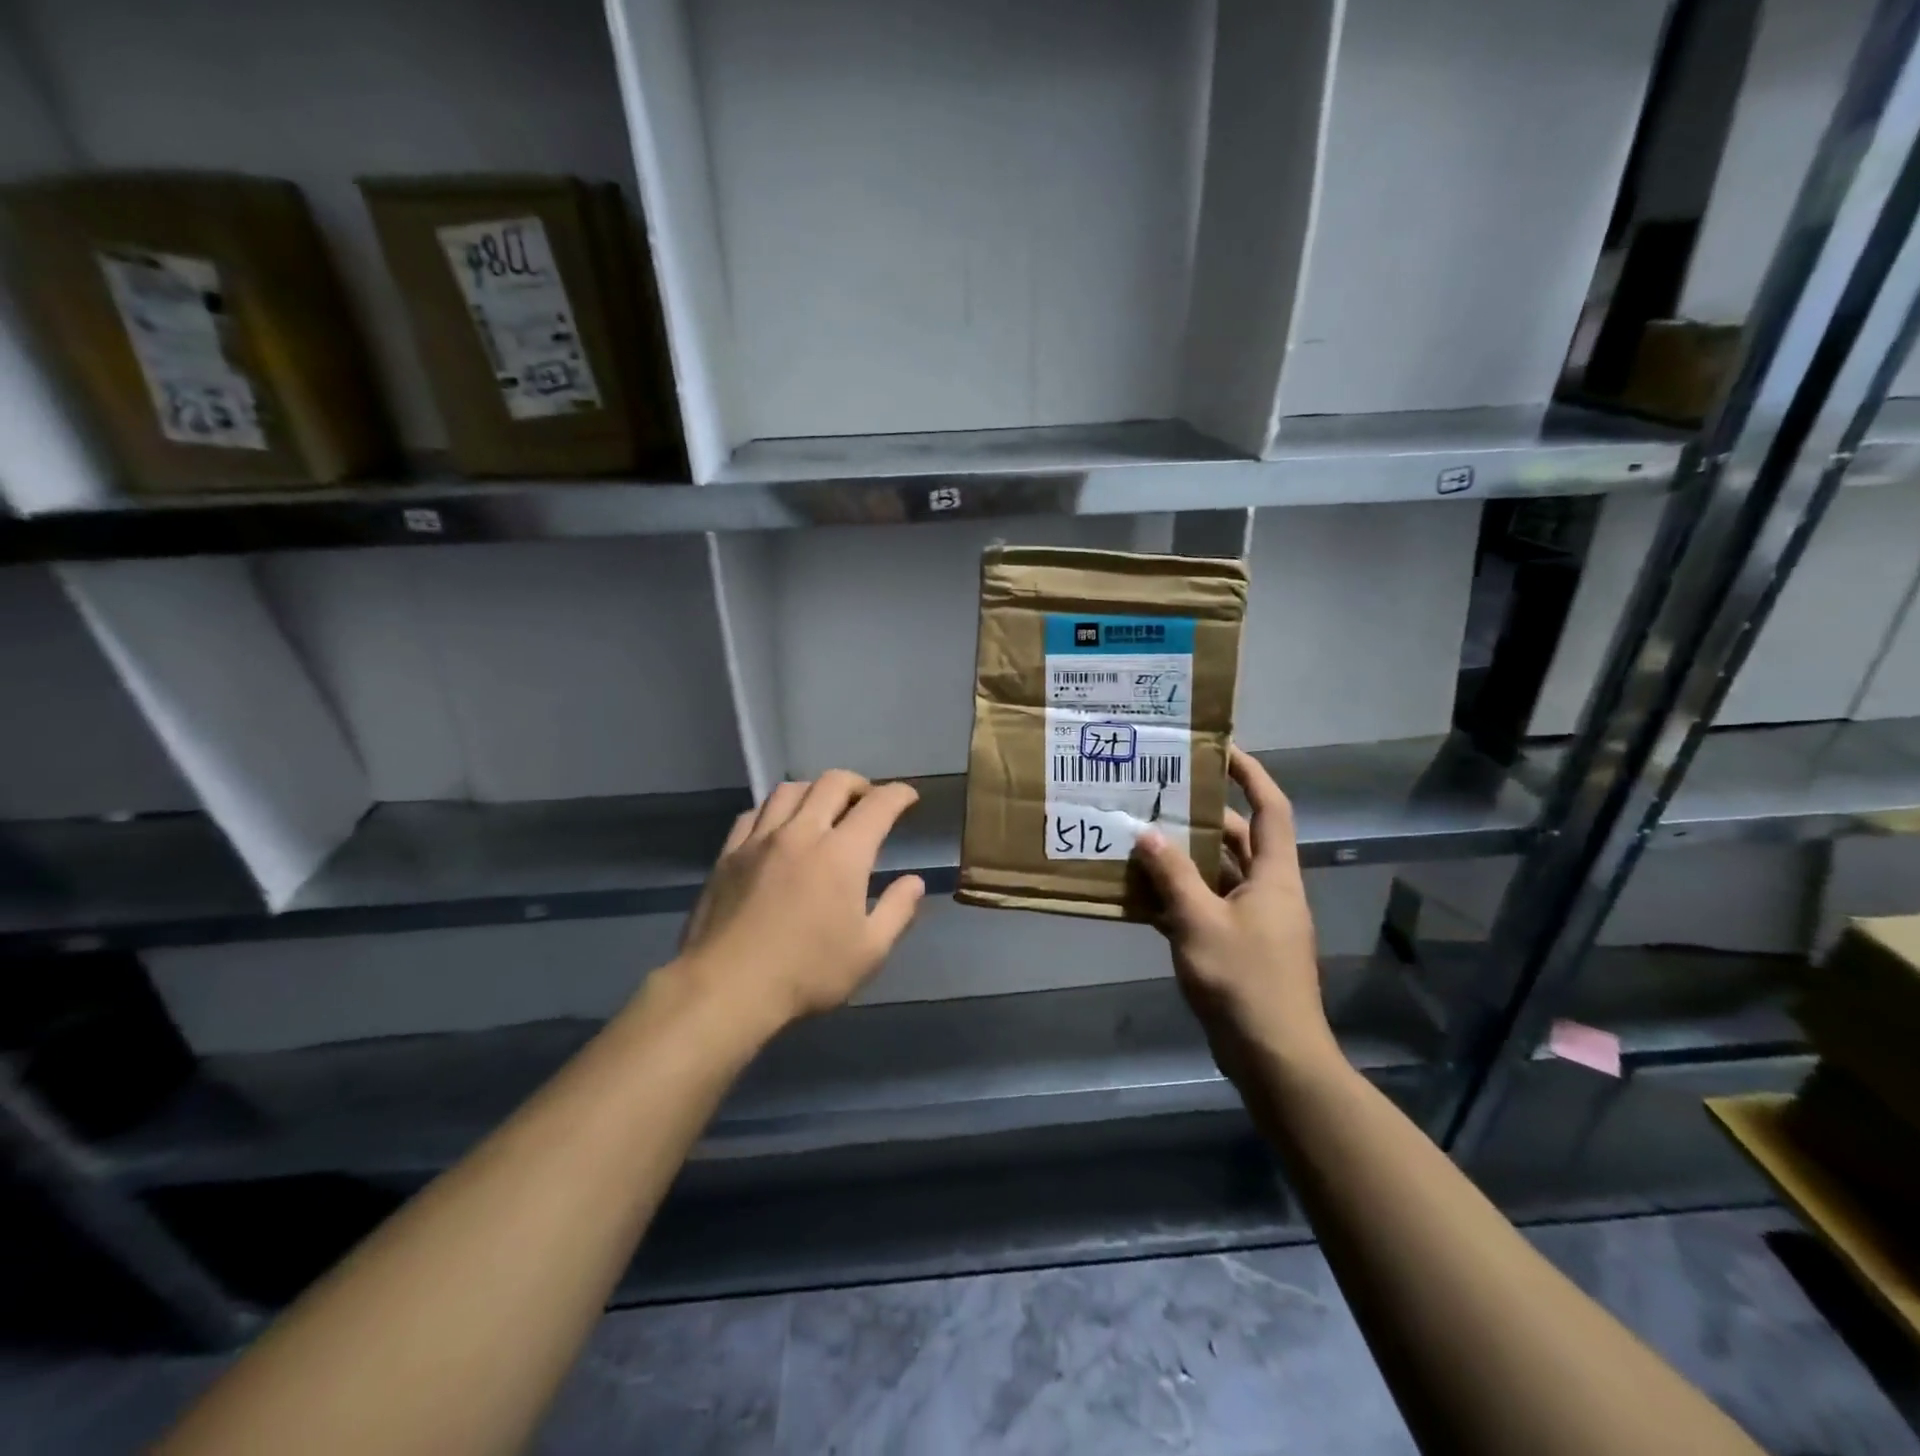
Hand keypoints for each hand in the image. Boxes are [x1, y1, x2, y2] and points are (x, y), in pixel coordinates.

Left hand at [672, 771, 925, 1031]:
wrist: (728, 988)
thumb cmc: (807, 973)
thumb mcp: (869, 951)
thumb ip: (898, 911)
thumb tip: (914, 881)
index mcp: (842, 854)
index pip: (878, 805)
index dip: (899, 795)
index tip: (909, 798)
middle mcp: (802, 833)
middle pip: (833, 783)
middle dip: (858, 784)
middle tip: (868, 801)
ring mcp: (760, 840)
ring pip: (790, 789)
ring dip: (815, 790)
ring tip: (823, 807)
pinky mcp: (729, 853)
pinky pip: (754, 812)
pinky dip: (775, 809)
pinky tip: (778, 826)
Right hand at [1132, 747, 1339, 1082]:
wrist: (1273, 1056)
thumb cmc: (1243, 980)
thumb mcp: (1199, 922)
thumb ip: (1172, 876)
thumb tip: (1147, 834)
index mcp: (1274, 876)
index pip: (1270, 808)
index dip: (1251, 774)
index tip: (1221, 750)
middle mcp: (1270, 891)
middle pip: (1240, 840)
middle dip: (1203, 818)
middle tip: (1161, 797)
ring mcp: (1257, 922)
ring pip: (1221, 876)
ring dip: (1186, 860)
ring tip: (1143, 840)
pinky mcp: (1242, 949)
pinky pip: (1210, 908)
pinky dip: (1182, 898)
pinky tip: (1145, 897)